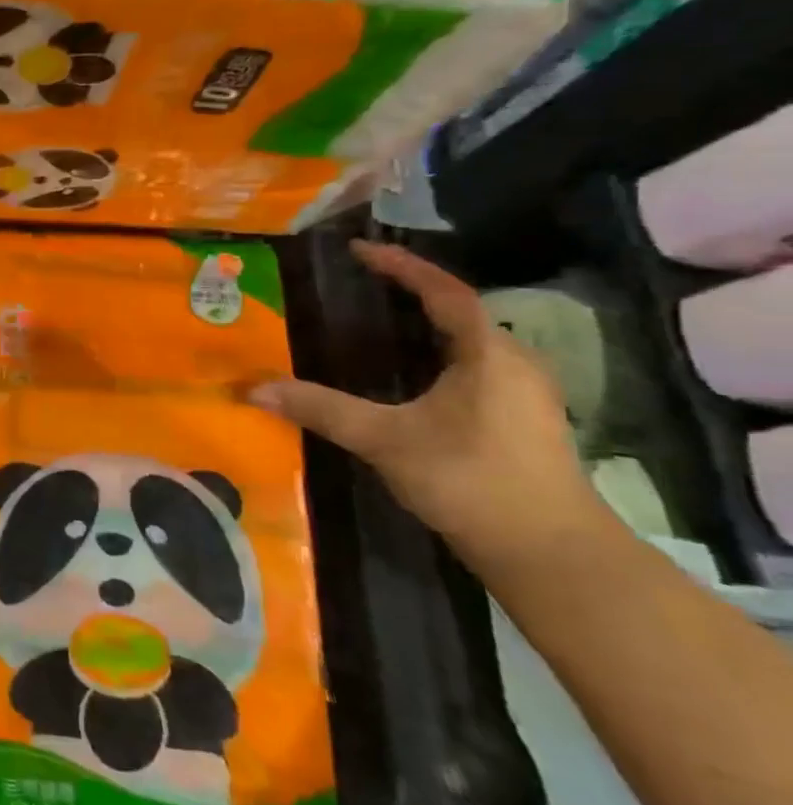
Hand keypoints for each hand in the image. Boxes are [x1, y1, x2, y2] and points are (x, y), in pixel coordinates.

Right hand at [249, 240, 609, 573]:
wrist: (550, 553)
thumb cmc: (470, 480)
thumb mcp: (384, 440)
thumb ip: (320, 408)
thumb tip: (253, 388)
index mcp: (489, 354)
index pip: (444, 291)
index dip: (402, 266)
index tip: (360, 250)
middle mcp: (514, 363)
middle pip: (461, 312)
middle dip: (413, 292)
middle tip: (363, 284)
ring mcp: (525, 395)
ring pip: (471, 342)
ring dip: (427, 325)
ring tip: (380, 322)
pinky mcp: (522, 422)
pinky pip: (475, 367)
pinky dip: (439, 354)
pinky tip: (410, 376)